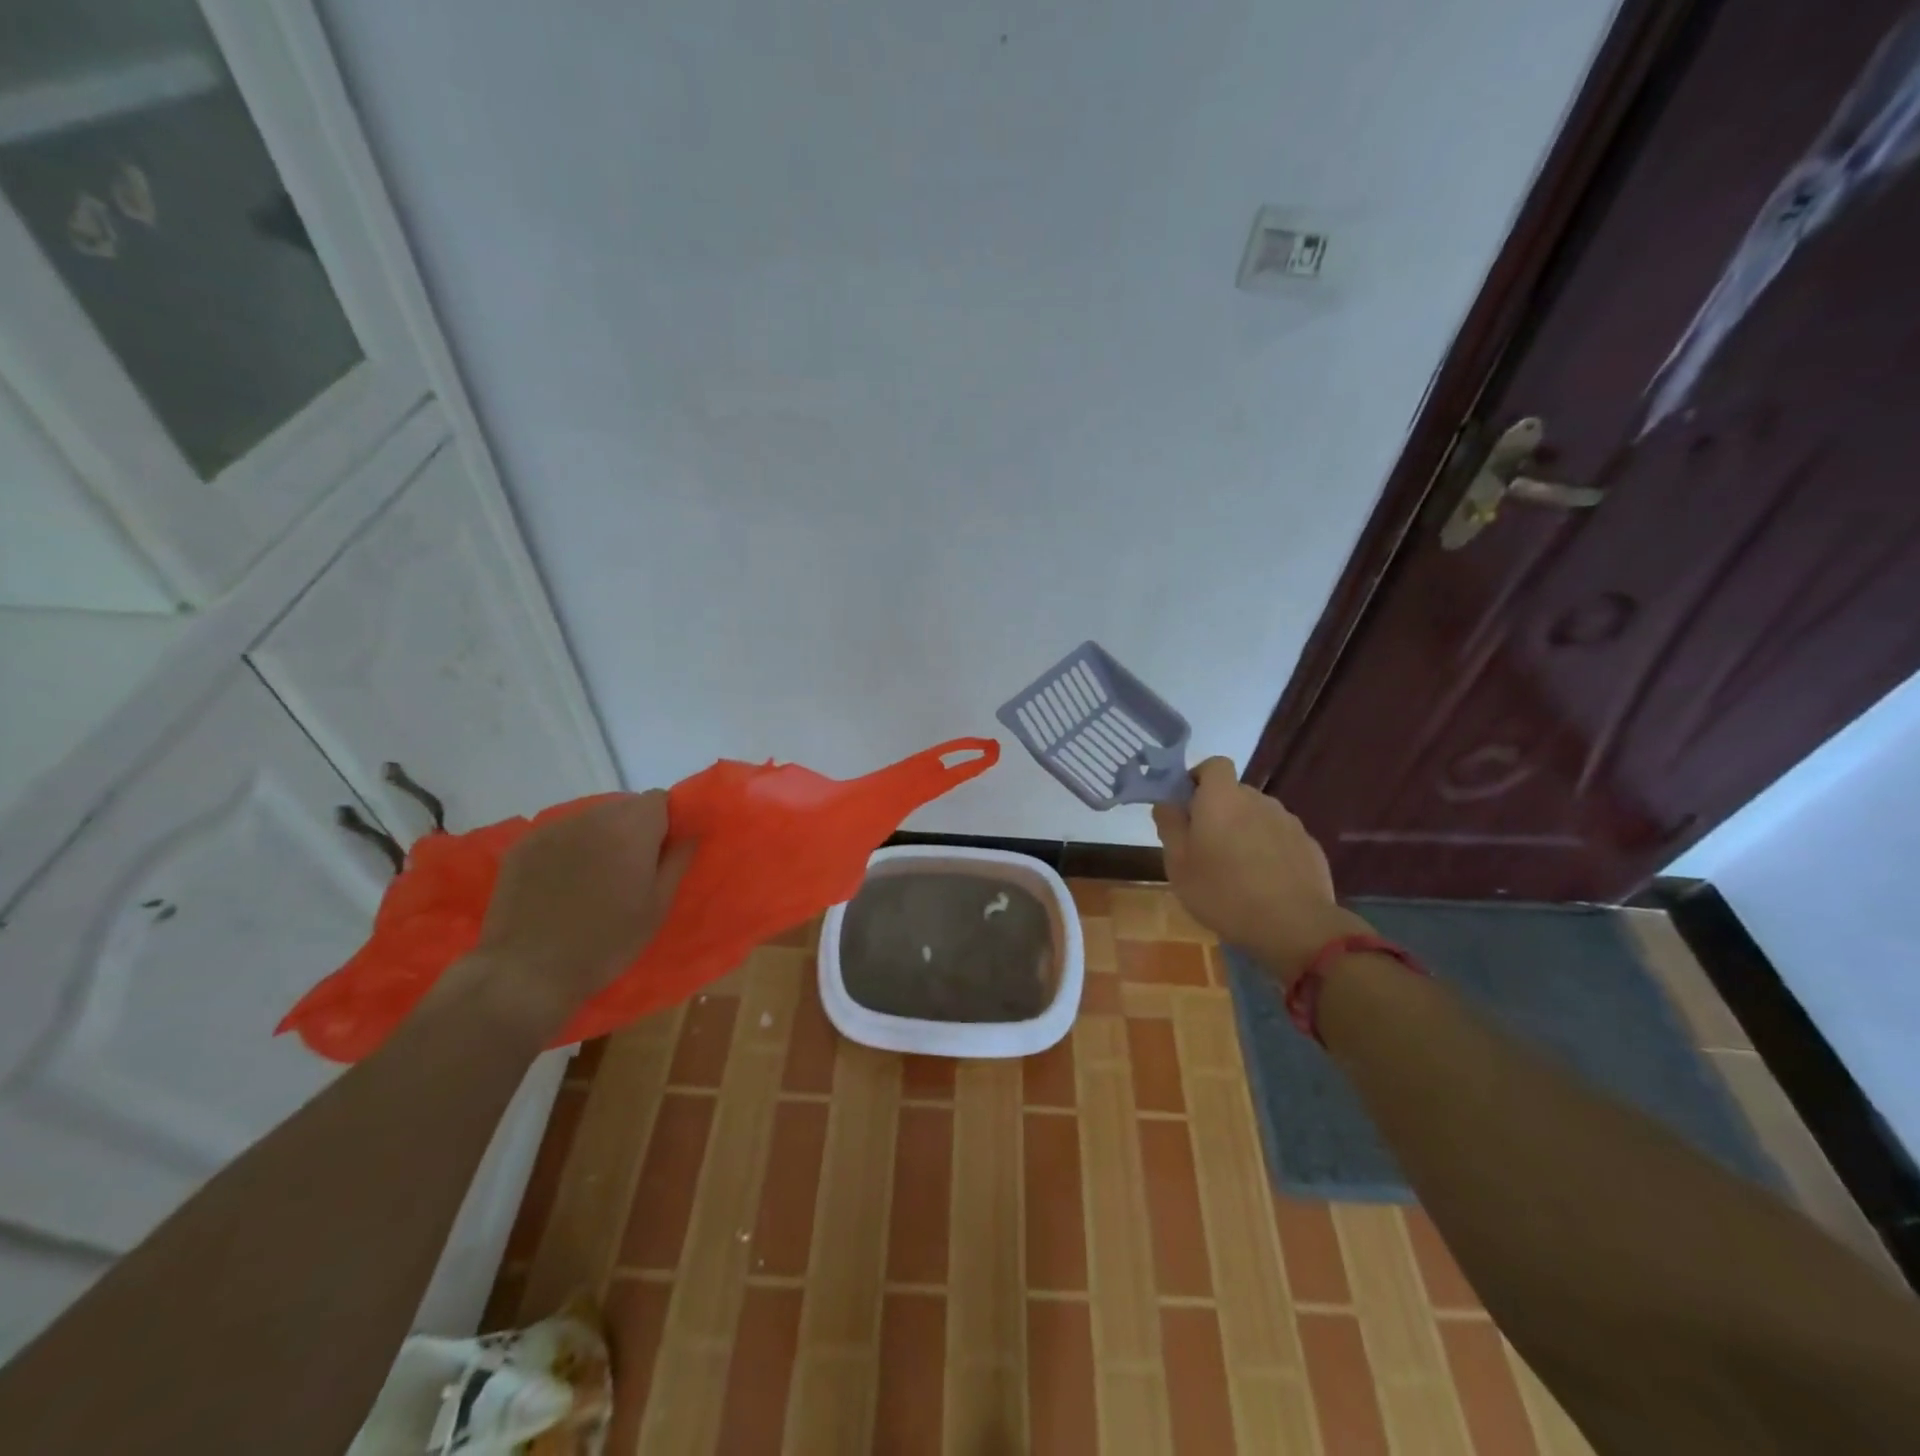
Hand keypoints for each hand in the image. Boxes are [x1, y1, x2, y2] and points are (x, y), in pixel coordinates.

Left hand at [470, 791, 693, 1026]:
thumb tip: (691, 833)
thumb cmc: (607, 941)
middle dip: (634, 828)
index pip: (659, 799)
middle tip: (632, 868)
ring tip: (595, 877)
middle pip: (624, 806)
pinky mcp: (524, 845)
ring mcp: (553, 829)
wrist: (528, 971)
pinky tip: (563, 882)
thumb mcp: (657, 906)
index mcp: (631, 829)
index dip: (666, 821)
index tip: (662, 851)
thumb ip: (677, 861)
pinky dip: (570, 848)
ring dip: (601, 837)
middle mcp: (592, 817)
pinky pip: (560, 834)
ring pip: (592, 819)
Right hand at [1152, 758, 1369, 983]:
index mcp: (1222, 798)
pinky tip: (1264, 882)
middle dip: (1219, 811)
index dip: (1198, 778)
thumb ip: (1170, 827)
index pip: (1213, 764)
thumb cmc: (1223, 892)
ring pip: (1258, 816)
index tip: (1187, 805)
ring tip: (1236, 869)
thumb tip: (1166, 804)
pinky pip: (1280, 838)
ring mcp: (1288, 822)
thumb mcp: (1178, 865)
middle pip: (1235, 793)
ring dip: (1245, 831)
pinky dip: (1269, 850)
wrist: (1294, 926)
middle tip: (1204, 846)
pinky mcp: (1309, 846)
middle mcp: (1258, 800)